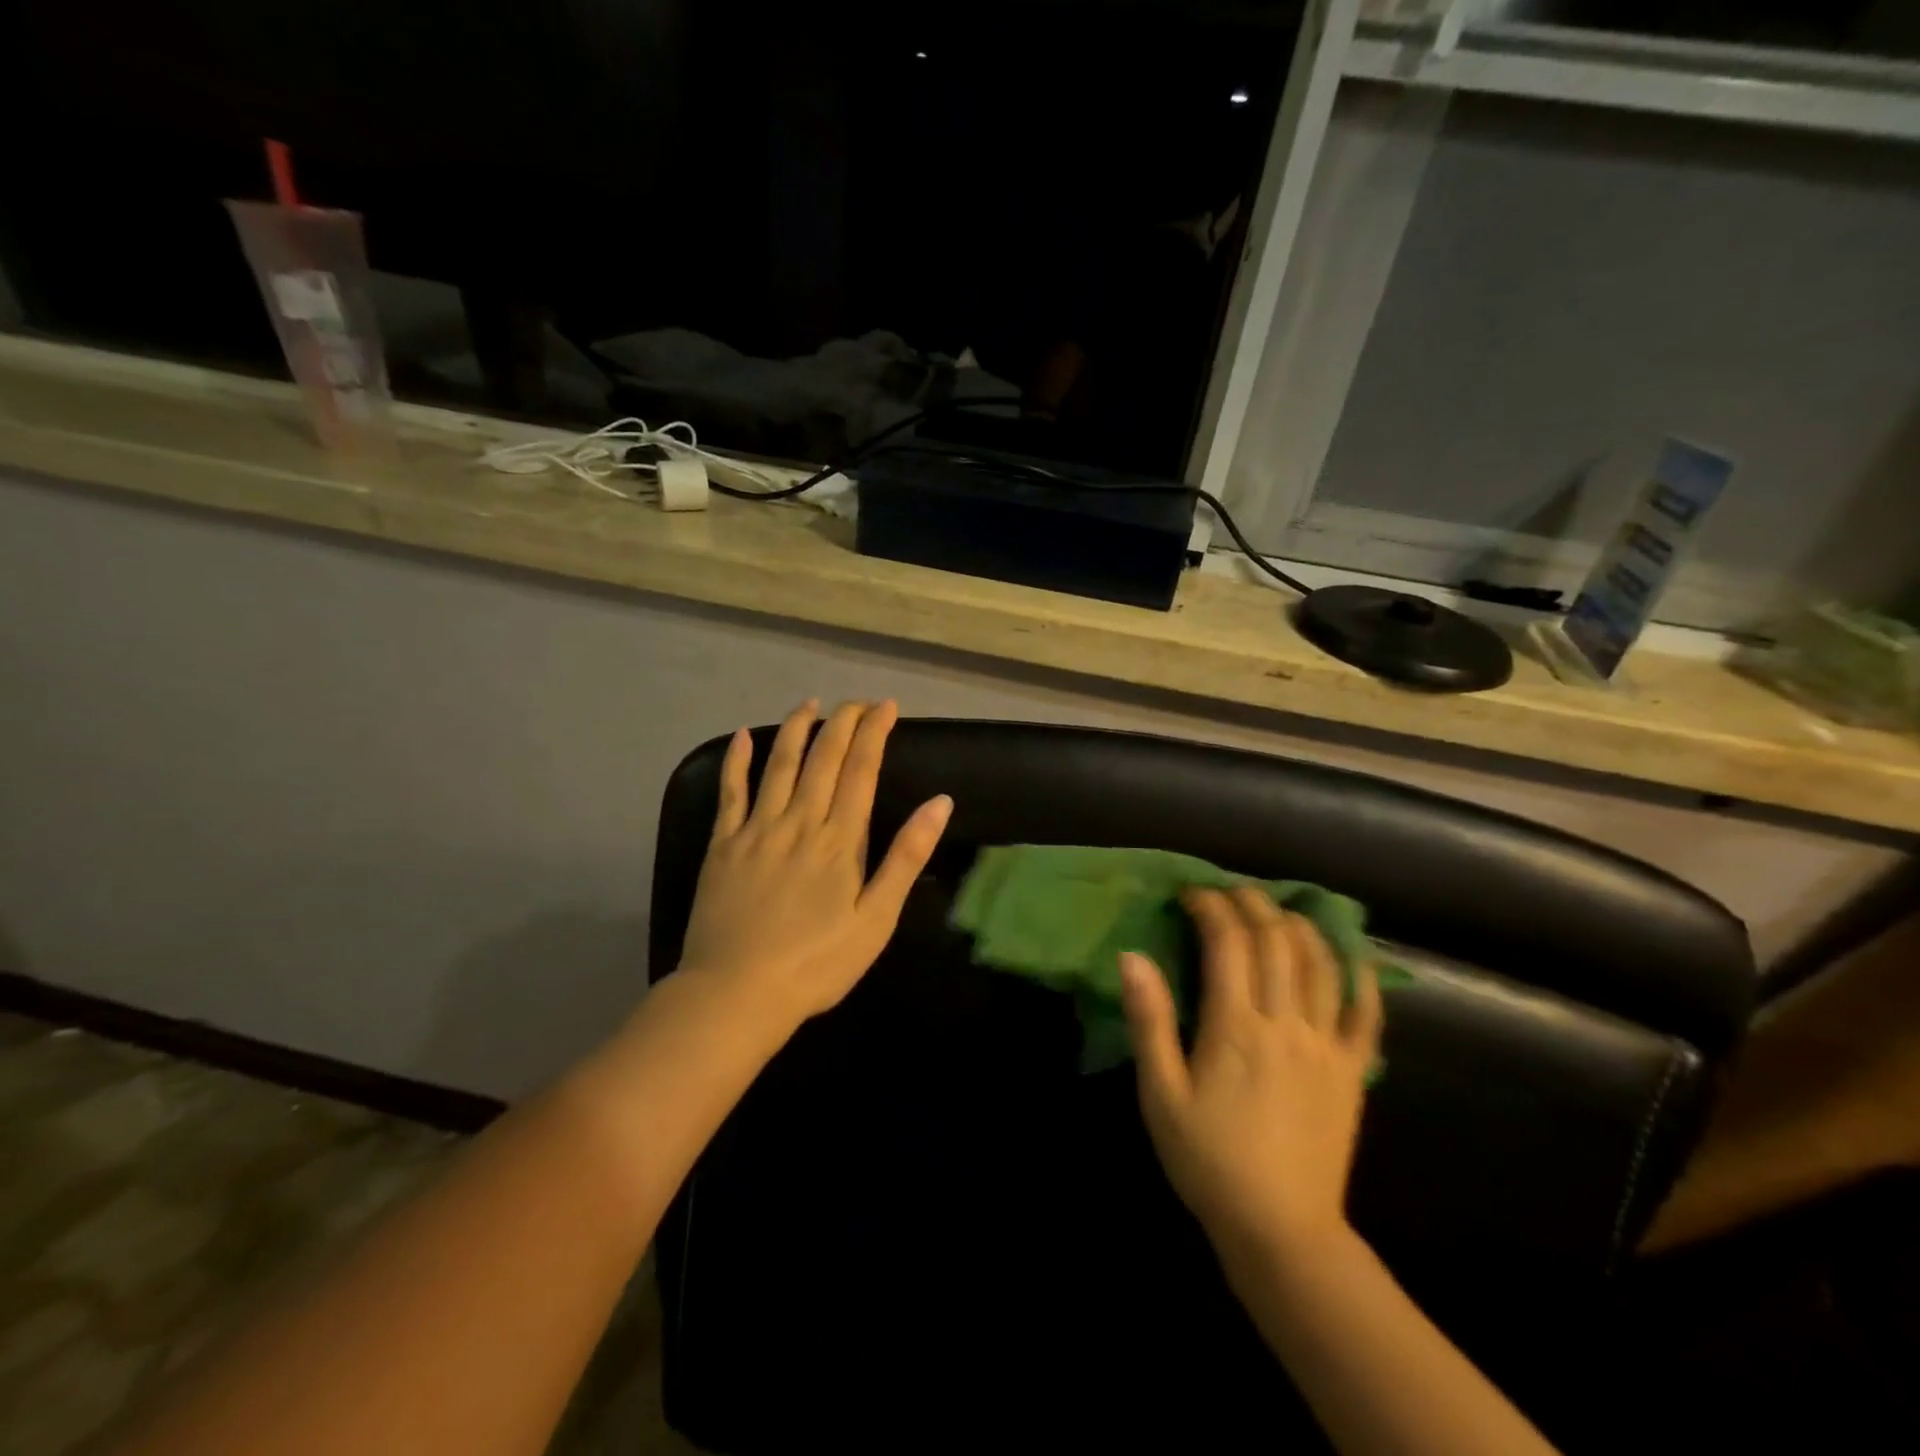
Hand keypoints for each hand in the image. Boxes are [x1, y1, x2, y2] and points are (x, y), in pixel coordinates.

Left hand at [677, 699, 952, 1033]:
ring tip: (810, 704)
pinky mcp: (723, 844)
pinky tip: (741, 736)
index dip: (875, 733)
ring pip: (780, 764)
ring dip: (797, 729)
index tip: (887, 707)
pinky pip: (730, 792)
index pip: (862, 770)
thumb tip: (940, 803)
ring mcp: (757, 829)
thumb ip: (905, 857)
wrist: (737, 992)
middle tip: (858, 701)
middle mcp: (800, 821)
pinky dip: (736, 761)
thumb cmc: (817, 963)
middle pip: (824, 758)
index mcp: (840, 839)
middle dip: (843, 722)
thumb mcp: (876, 919)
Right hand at [1120, 886, 1381, 1268]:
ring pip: (1322, 965)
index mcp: (1236, 1027)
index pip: (1228, 942)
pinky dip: (1362, 978)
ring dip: (1300, 926)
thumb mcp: (1160, 1093)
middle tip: (1230, 893)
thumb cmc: (1208, 1160)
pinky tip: (1352, 956)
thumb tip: (1132, 956)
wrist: (1281, 1229)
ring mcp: (1327, 1046)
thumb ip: (1150, 1021)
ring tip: (1279, 910)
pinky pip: (1367, 1015)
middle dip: (1252, 904)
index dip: (1211, 907)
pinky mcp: (1352, 1071)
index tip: (1191, 894)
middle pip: (1276, 941)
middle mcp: (1286, 1023)